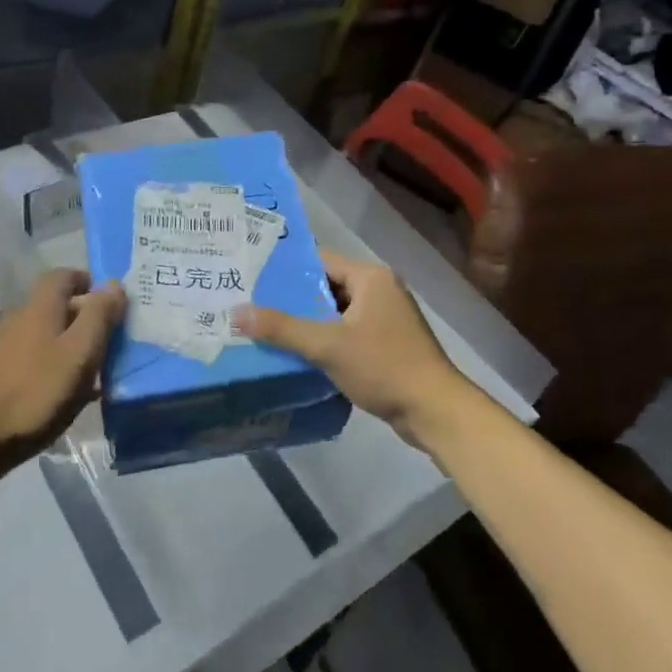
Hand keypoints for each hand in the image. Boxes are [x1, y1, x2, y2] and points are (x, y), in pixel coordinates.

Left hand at [0, 269, 125, 464]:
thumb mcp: (80, 353)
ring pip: (47, 334)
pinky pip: (36, 359)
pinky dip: (56, 366)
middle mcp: (18, 317)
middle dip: (86, 317)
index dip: (89, 283)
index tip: (112, 304)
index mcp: (39, 306)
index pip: (64, 275)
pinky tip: (69, 394)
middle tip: (112, 340)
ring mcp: (4, 346)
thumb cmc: (36, 392)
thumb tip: (114, 282)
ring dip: (72, 345)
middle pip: (57, 305)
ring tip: (96, 371)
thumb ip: (99, 316)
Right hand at [236, 251, 479, 449]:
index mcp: (370, 277)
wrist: (435, 411)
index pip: (319, 260)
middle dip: (291, 297)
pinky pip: (346, 332)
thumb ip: (282, 328)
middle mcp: (379, 289)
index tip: (251, 274)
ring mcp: (385, 317)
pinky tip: (296, 352)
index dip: (285, 267)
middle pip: (325, 286)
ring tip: (265, 326)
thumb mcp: (327, 345)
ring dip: (306, 321)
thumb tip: (236, 312)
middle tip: (250, 302)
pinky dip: (324, 339)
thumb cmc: (384, 367)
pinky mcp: (386, 343)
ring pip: (335, 312)